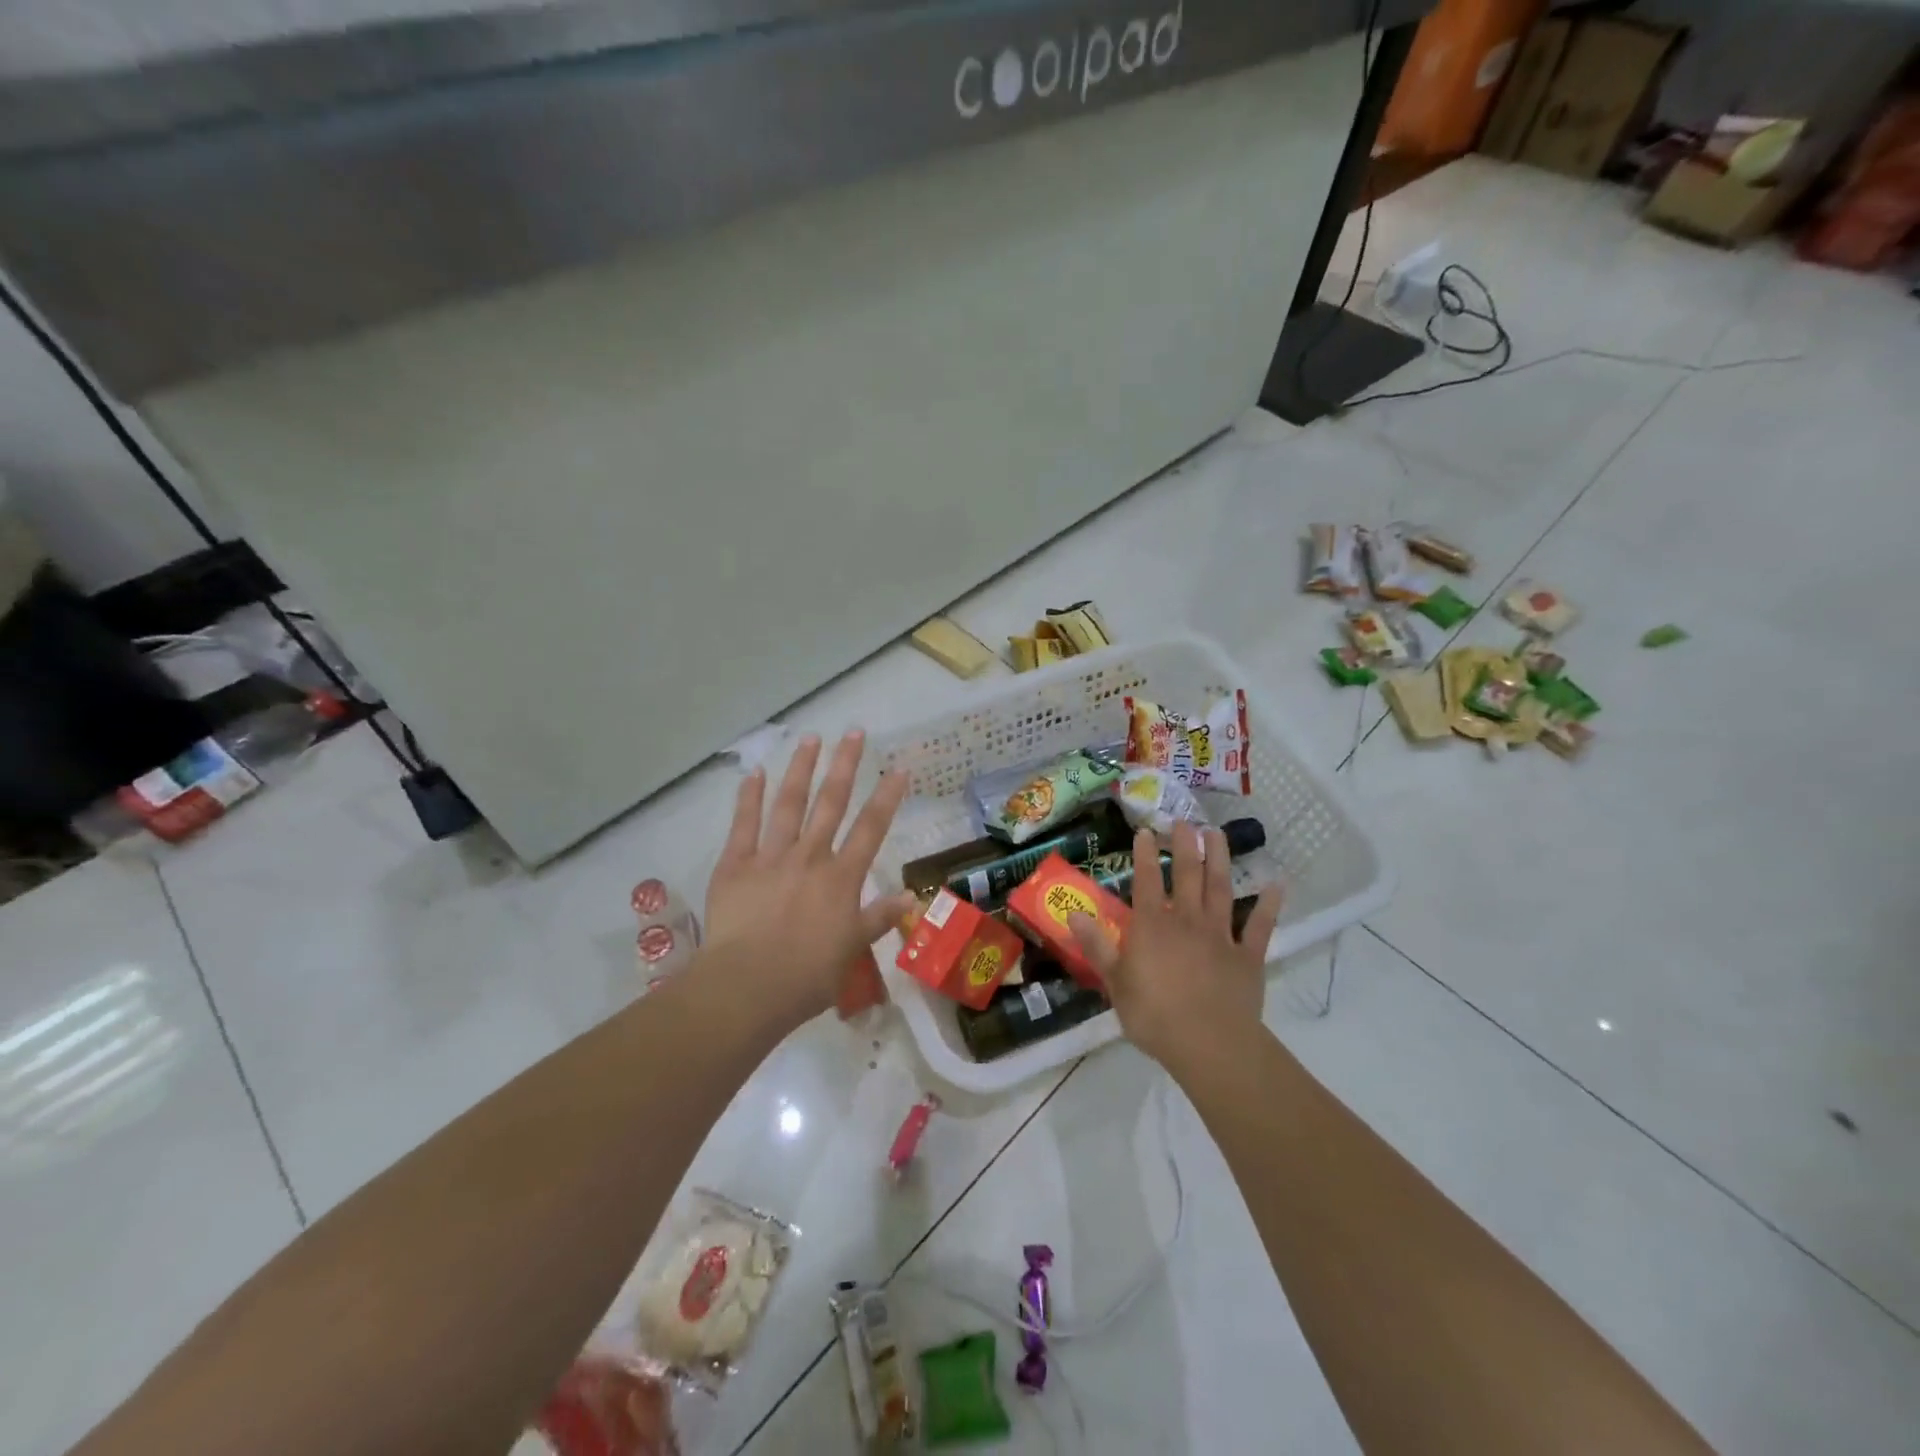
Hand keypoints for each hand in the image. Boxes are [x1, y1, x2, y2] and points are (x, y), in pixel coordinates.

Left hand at [701, 730, 916, 1030]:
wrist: (748, 986)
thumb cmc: (806, 976)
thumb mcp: (852, 950)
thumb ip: (879, 918)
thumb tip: (911, 895)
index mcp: (841, 878)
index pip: (871, 829)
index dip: (887, 797)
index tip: (898, 768)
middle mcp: (810, 857)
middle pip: (831, 803)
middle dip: (845, 766)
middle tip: (854, 732)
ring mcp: (770, 857)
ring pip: (789, 804)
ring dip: (801, 769)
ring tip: (811, 738)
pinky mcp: (735, 865)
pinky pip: (743, 825)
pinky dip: (749, 797)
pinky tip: (755, 773)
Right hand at [1069, 824, 1281, 1070]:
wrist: (1209, 1044)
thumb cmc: (1154, 1015)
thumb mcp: (1115, 983)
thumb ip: (1097, 946)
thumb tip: (1074, 914)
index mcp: (1152, 926)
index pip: (1145, 880)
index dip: (1144, 854)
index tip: (1145, 831)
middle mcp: (1186, 920)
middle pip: (1186, 875)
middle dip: (1185, 845)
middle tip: (1186, 821)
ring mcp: (1220, 935)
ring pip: (1220, 889)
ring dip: (1219, 859)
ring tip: (1218, 834)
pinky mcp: (1248, 956)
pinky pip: (1260, 926)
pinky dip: (1269, 904)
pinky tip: (1276, 884)